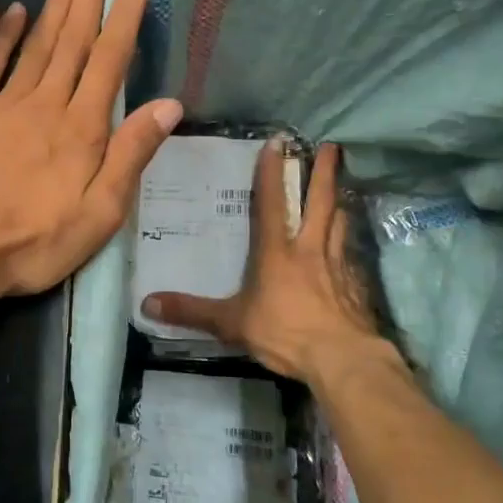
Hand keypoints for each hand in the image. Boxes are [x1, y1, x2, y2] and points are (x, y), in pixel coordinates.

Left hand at [0, 0, 182, 310]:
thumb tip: (168, 105)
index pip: (109, 62)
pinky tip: (15, 13)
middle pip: (72, 41)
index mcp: (82, 128)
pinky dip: (5, 38)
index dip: (123, 21)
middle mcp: (46, 104)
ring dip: (54, 8)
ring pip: (36, 46)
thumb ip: (131, 155)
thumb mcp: (99, 213)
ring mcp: (4, 105)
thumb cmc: (35, 241)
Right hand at [142, 141, 402, 388]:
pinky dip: (350, 240)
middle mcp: (309, 249)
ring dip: (340, 200)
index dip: (272, 172)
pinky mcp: (357, 284)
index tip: (278, 143)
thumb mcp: (232, 323)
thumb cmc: (285, 333)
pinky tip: (350, 244)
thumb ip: (192, 312)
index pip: (272, 203)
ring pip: (340, 222)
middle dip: (323, 172)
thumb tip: (146, 303)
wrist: (342, 360)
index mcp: (277, 252)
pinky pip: (352, 252)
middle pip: (320, 201)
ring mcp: (338, 265)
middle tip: (330, 146)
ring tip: (341, 185)